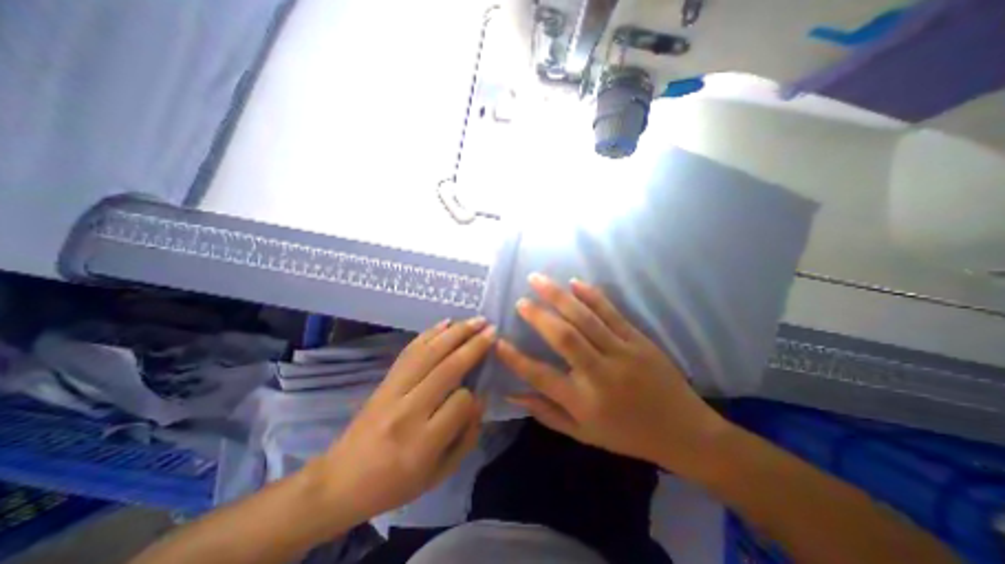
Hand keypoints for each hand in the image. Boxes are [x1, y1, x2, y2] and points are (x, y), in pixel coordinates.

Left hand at [309, 318, 493, 523]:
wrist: (340, 480)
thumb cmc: (395, 483)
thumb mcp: (438, 474)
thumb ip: (466, 438)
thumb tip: (480, 399)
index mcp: (423, 442)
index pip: (460, 402)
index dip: (474, 395)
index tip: (479, 392)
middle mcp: (408, 410)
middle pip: (447, 368)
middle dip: (473, 346)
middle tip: (492, 329)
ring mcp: (393, 390)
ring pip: (429, 353)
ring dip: (456, 333)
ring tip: (476, 320)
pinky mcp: (385, 380)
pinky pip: (410, 351)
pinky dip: (430, 333)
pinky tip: (446, 322)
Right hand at [501, 274, 730, 475]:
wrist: (684, 432)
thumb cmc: (627, 435)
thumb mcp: (583, 434)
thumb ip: (547, 412)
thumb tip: (513, 394)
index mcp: (584, 402)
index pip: (541, 377)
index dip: (516, 359)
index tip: (498, 342)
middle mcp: (600, 374)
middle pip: (564, 338)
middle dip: (538, 316)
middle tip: (520, 300)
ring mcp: (622, 353)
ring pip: (585, 319)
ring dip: (559, 296)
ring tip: (538, 280)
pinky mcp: (639, 341)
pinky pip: (611, 313)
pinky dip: (592, 296)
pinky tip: (575, 283)